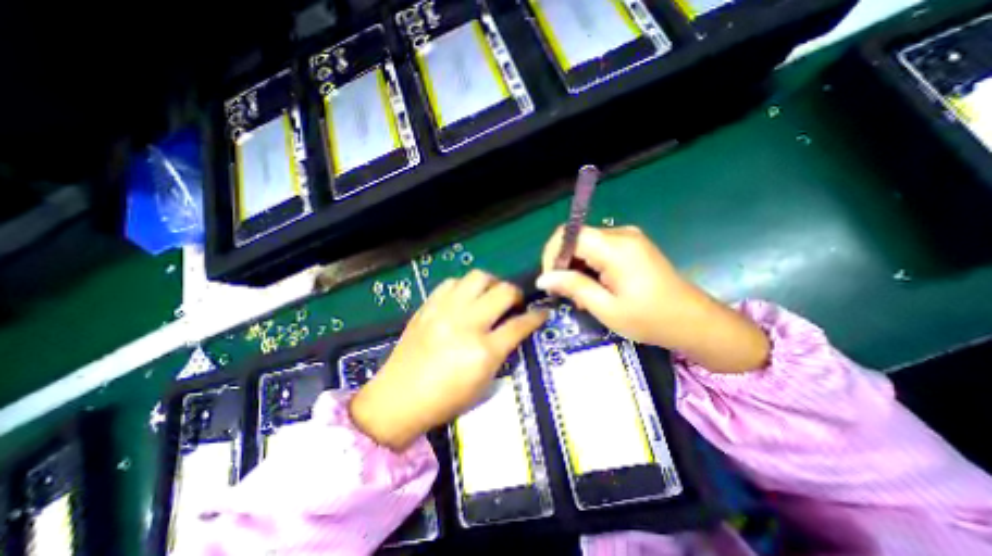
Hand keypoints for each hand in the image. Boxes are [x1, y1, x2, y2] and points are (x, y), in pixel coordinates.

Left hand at [350, 270, 550, 451]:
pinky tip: (464, 298)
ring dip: (491, 284)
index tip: (542, 312)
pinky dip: (464, 287)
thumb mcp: (484, 383)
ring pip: (478, 277)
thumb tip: (514, 329)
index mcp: (483, 352)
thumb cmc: (445, 400)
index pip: (519, 324)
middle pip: (503, 292)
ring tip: (489, 295)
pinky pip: (452, 282)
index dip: (536, 316)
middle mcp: (467, 324)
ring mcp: (445, 311)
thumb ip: (502, 352)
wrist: (398, 398)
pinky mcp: (428, 306)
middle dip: (516, 294)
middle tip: (514, 303)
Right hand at [539, 223, 770, 372]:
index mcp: (615, 247)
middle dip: (564, 264)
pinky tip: (595, 288)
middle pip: (576, 238)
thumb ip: (573, 287)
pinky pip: (599, 249)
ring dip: (576, 267)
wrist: (695, 321)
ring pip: (586, 245)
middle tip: (565, 294)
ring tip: (581, 296)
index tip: (551, 281)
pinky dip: (590, 266)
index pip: (568, 235)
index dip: (552, 255)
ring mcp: (629, 238)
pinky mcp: (632, 245)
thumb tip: (543, 278)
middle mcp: (621, 234)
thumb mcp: (606, 308)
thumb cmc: (651, 319)